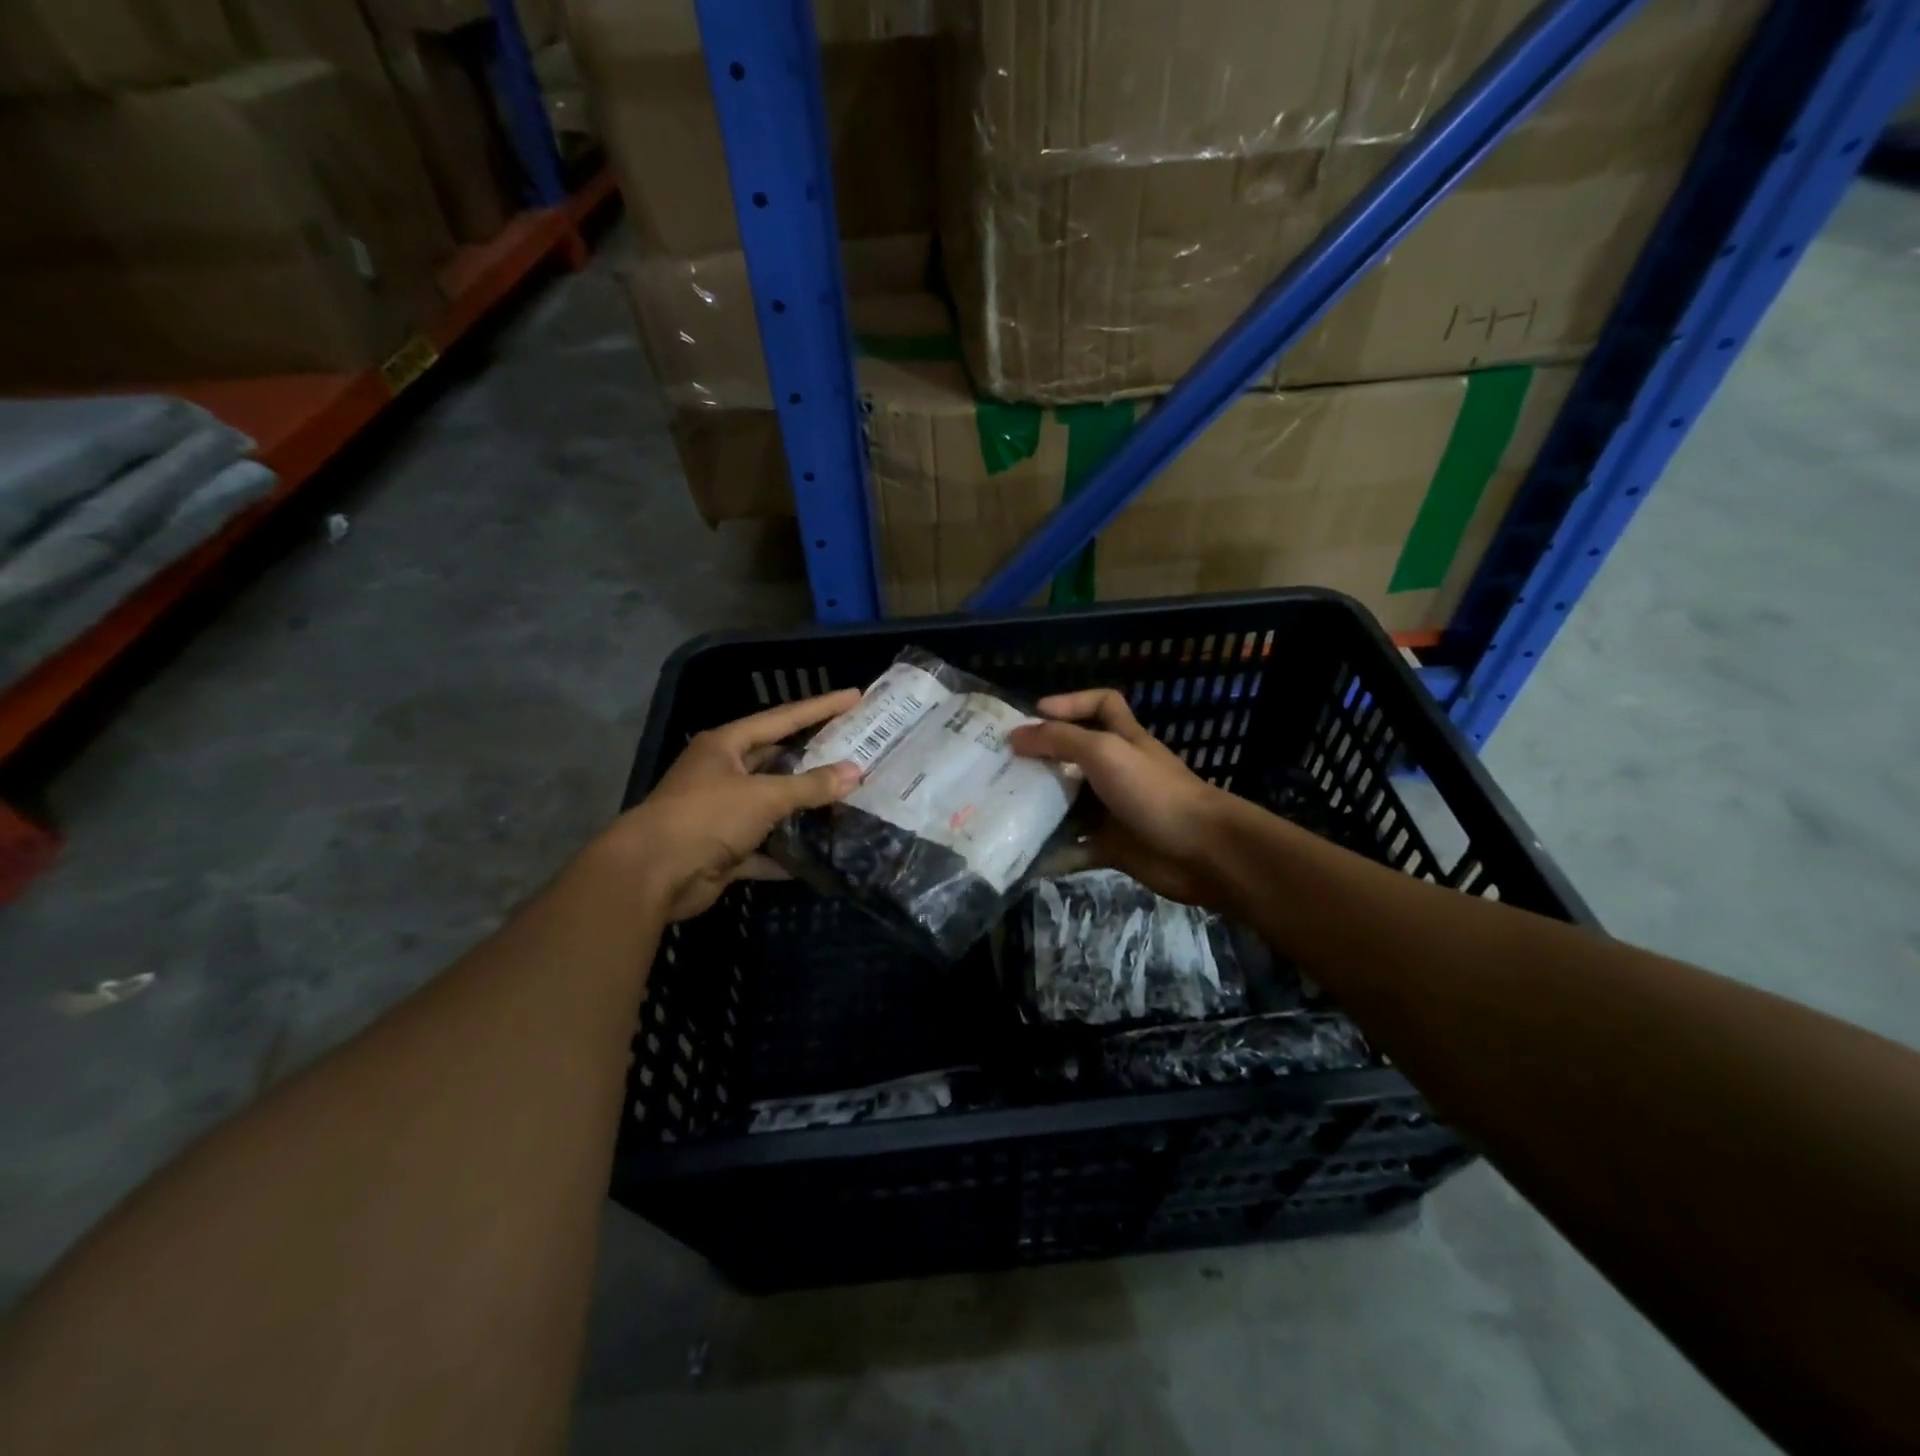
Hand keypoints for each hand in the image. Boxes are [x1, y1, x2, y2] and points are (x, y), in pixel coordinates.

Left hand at [607, 690, 862, 920]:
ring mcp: (720, 812)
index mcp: (725, 746)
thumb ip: (810, 786)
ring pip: (770, 805)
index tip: (854, 697)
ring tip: (846, 800)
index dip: (820, 707)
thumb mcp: (763, 796)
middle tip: (854, 751)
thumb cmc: (706, 817)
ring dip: (801, 808)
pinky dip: (785, 852)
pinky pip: (763, 847)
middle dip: (812, 758)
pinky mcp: (721, 849)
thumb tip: (855, 772)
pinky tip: (818, 854)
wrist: (652, 874)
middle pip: (776, 760)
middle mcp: (721, 773)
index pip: (782, 718)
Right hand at [1010, 689, 1236, 907]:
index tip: (1035, 713)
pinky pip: (1076, 847)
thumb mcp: (1104, 752)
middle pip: (1075, 757)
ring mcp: (1115, 811)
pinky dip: (1055, 852)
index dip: (1071, 701)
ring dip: (1042, 807)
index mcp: (1123, 739)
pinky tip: (1026, 854)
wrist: (1202, 851)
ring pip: (1071, 804)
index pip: (1102, 704)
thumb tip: (1016, 735)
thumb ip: (1060, 739)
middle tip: (1001, 767)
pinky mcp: (1113, 847)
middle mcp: (1118, 771)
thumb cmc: (1153, 791)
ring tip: (1003, 809)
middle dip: (1042, 760)